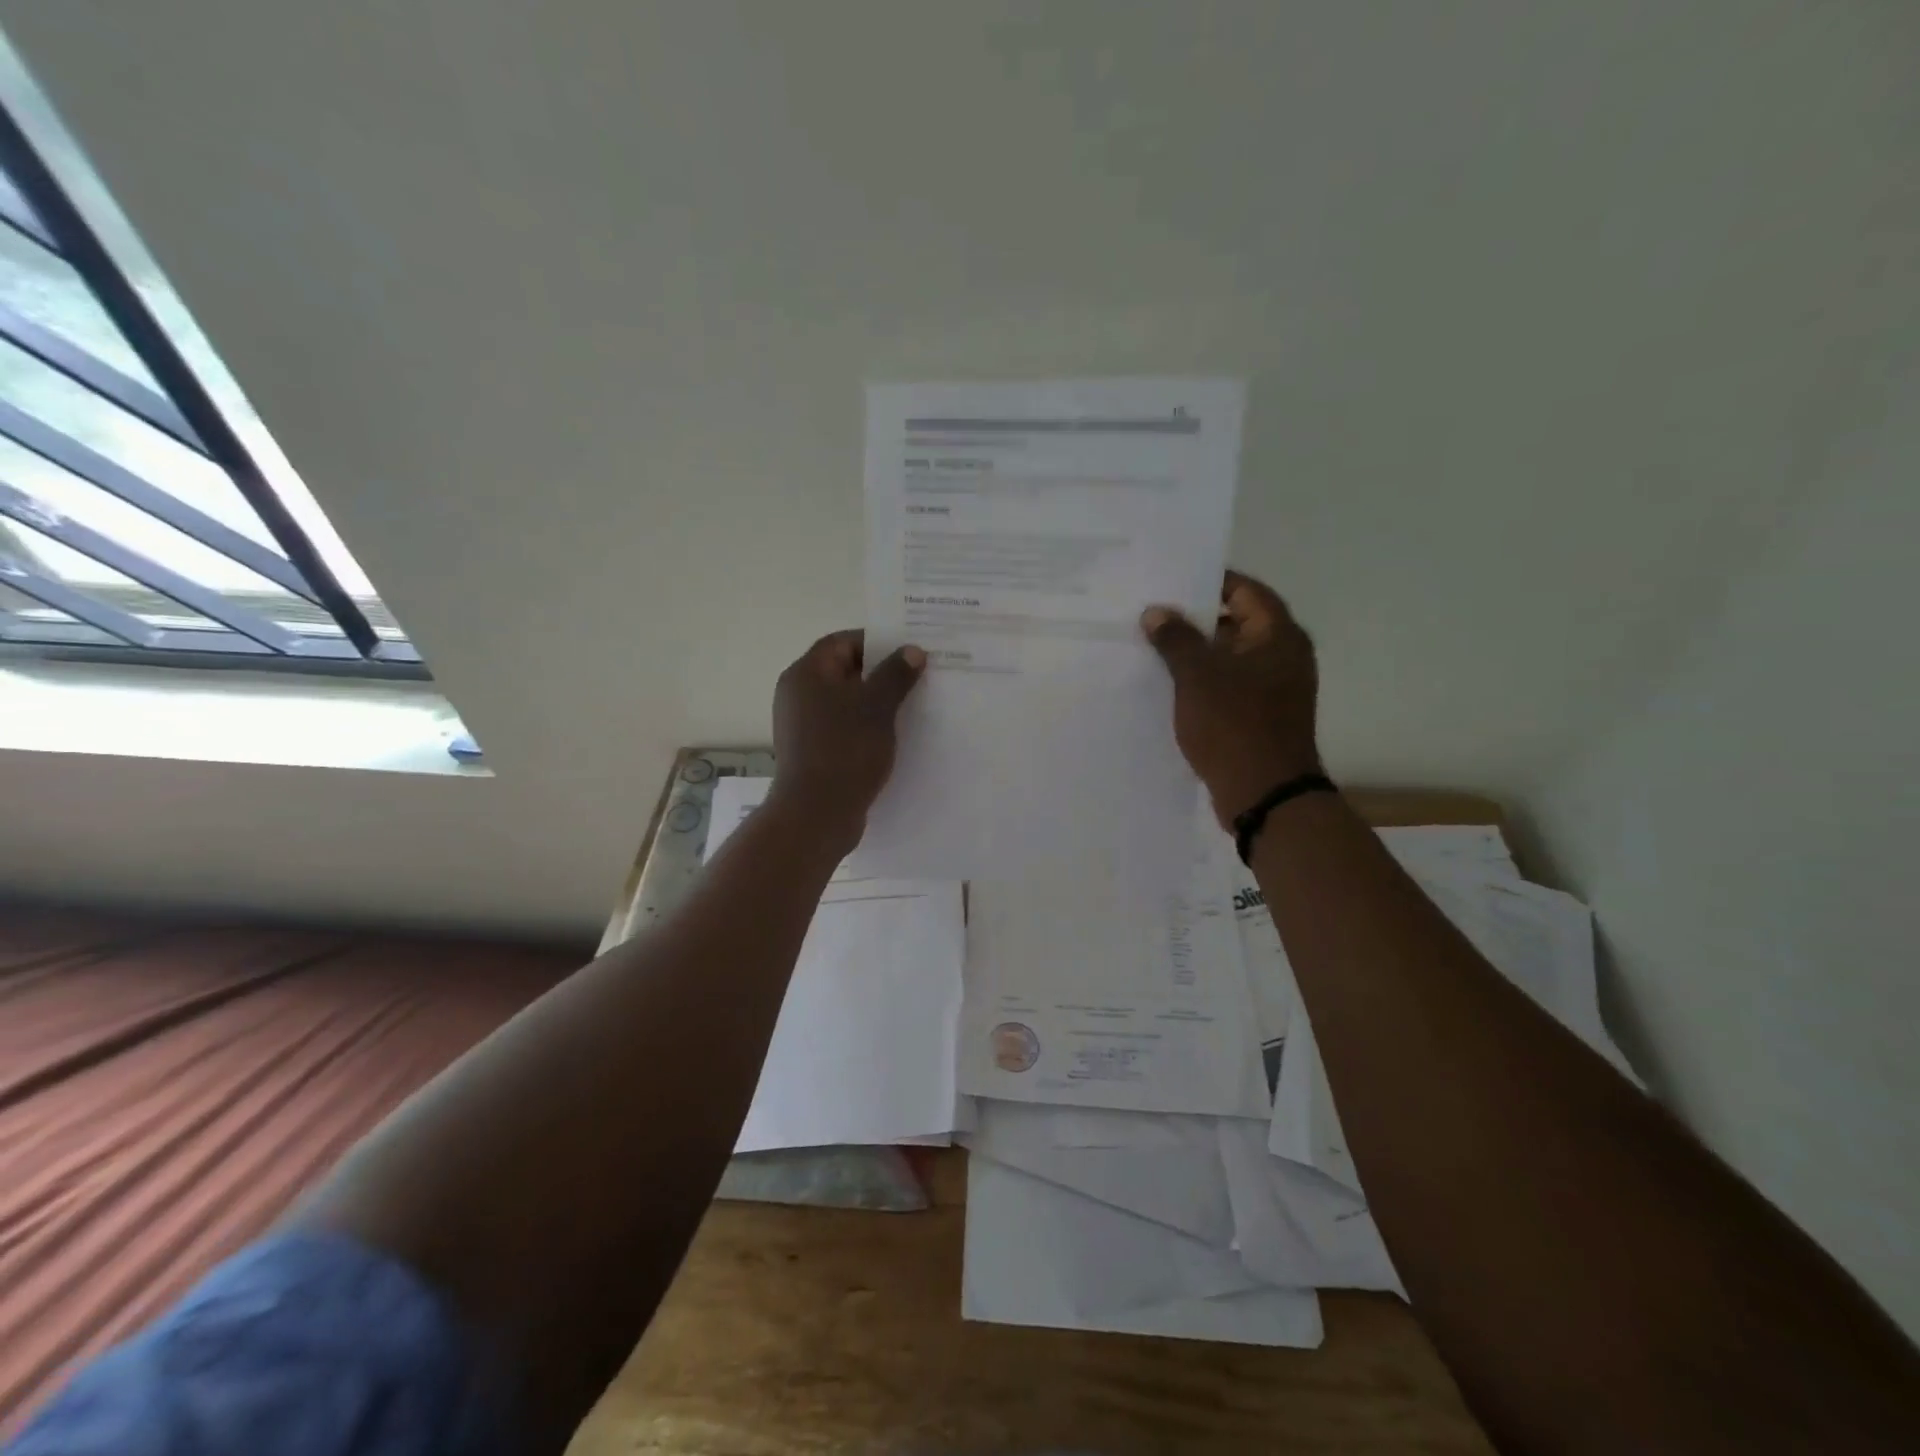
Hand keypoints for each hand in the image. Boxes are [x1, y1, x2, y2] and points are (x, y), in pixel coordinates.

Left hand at [770, 630, 926, 850]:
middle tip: (919, 676)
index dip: (876, 641)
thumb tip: (912, 651)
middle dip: (882, 672)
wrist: (817, 814)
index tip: (909, 650)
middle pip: (844, 671)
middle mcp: (798, 694)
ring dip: (876, 701)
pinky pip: (843, 726)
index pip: (842, 642)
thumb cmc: (845, 750)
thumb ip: (896, 674)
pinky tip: (895, 736)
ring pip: (846, 701)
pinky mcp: (813, 750)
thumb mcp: (877, 707)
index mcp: (807, 674)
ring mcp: (803, 724)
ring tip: (914, 705)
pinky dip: (866, 726)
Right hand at [1141, 570, 1321, 826]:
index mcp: (1277, 635)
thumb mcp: (1198, 676)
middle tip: (1151, 613)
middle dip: (1194, 619)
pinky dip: (1203, 680)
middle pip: (1236, 622)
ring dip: (1195, 652)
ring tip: (1151, 646)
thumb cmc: (1234, 725)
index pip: (1243, 590)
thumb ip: (1176, 639)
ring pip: (1229, 656)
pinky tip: (1168, 684)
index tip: (1169, 580)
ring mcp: (1274, 687)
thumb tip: (1156, 612)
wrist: (1264, 794)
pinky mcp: (1260, 714)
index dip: (1207, 582)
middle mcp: (1282, 655)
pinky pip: (1228, 684)